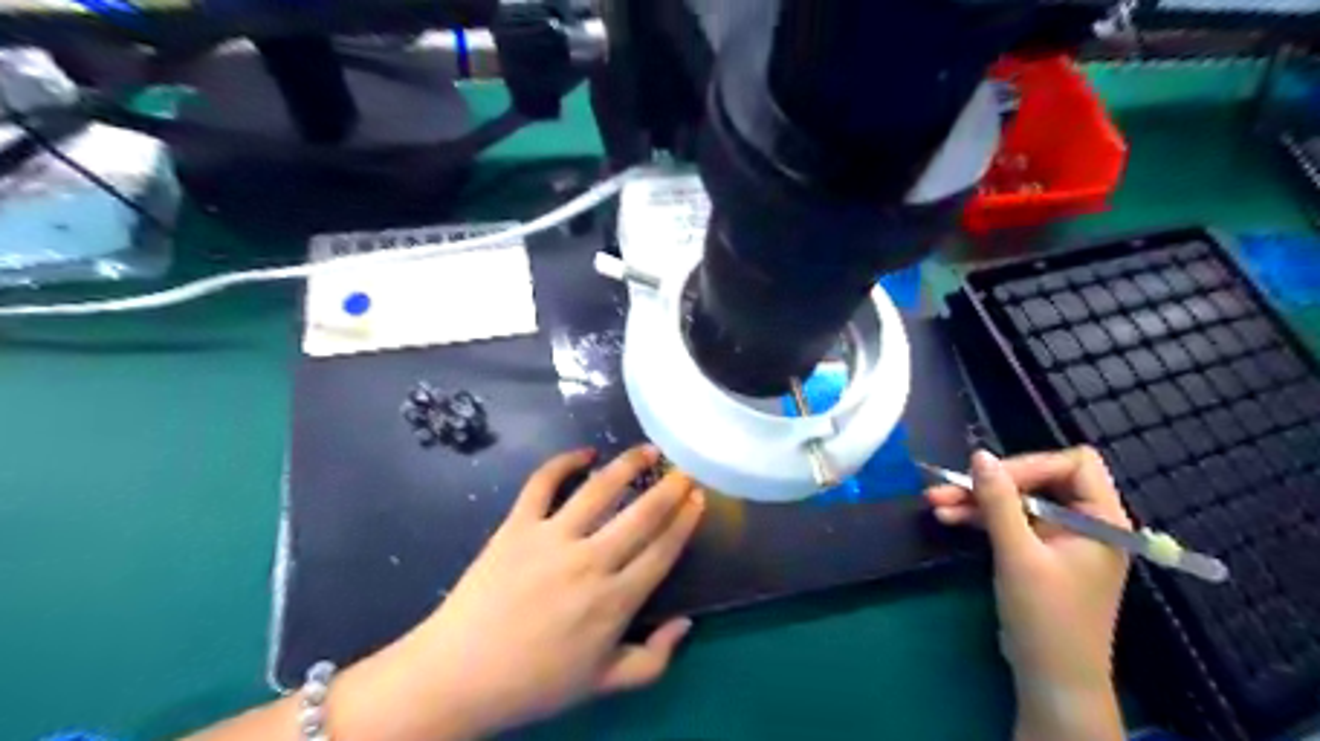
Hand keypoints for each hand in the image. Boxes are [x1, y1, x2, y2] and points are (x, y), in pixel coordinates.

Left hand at [342, 445, 711, 740]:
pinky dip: (563, 461)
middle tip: (685, 470)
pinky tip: (584, 452)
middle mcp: (590, 561)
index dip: (685, 521)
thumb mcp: (603, 683)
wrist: (459, 675)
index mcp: (615, 601)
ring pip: (599, 490)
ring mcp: (551, 538)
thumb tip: (686, 623)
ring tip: (647, 451)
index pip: (662, 550)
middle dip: (669, 488)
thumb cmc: (535, 682)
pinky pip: (543, 483)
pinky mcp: (517, 525)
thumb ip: (653, 659)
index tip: (699, 499)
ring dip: (628, 465)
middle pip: (641, 514)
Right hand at [921, 445, 1127, 740]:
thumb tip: (979, 455)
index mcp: (1101, 519)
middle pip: (1039, 479)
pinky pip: (1009, 521)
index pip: (1074, 465)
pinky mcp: (1039, 551)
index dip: (1030, 465)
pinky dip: (980, 517)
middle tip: (947, 486)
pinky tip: (948, 517)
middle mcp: (1085, 522)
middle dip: (991, 483)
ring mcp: (1060, 537)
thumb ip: (999, 502)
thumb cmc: (1046, 618)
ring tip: (934, 501)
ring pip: (1017, 500)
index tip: (988, 477)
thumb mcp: (1018, 555)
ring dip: (976, 500)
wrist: (1050, 679)